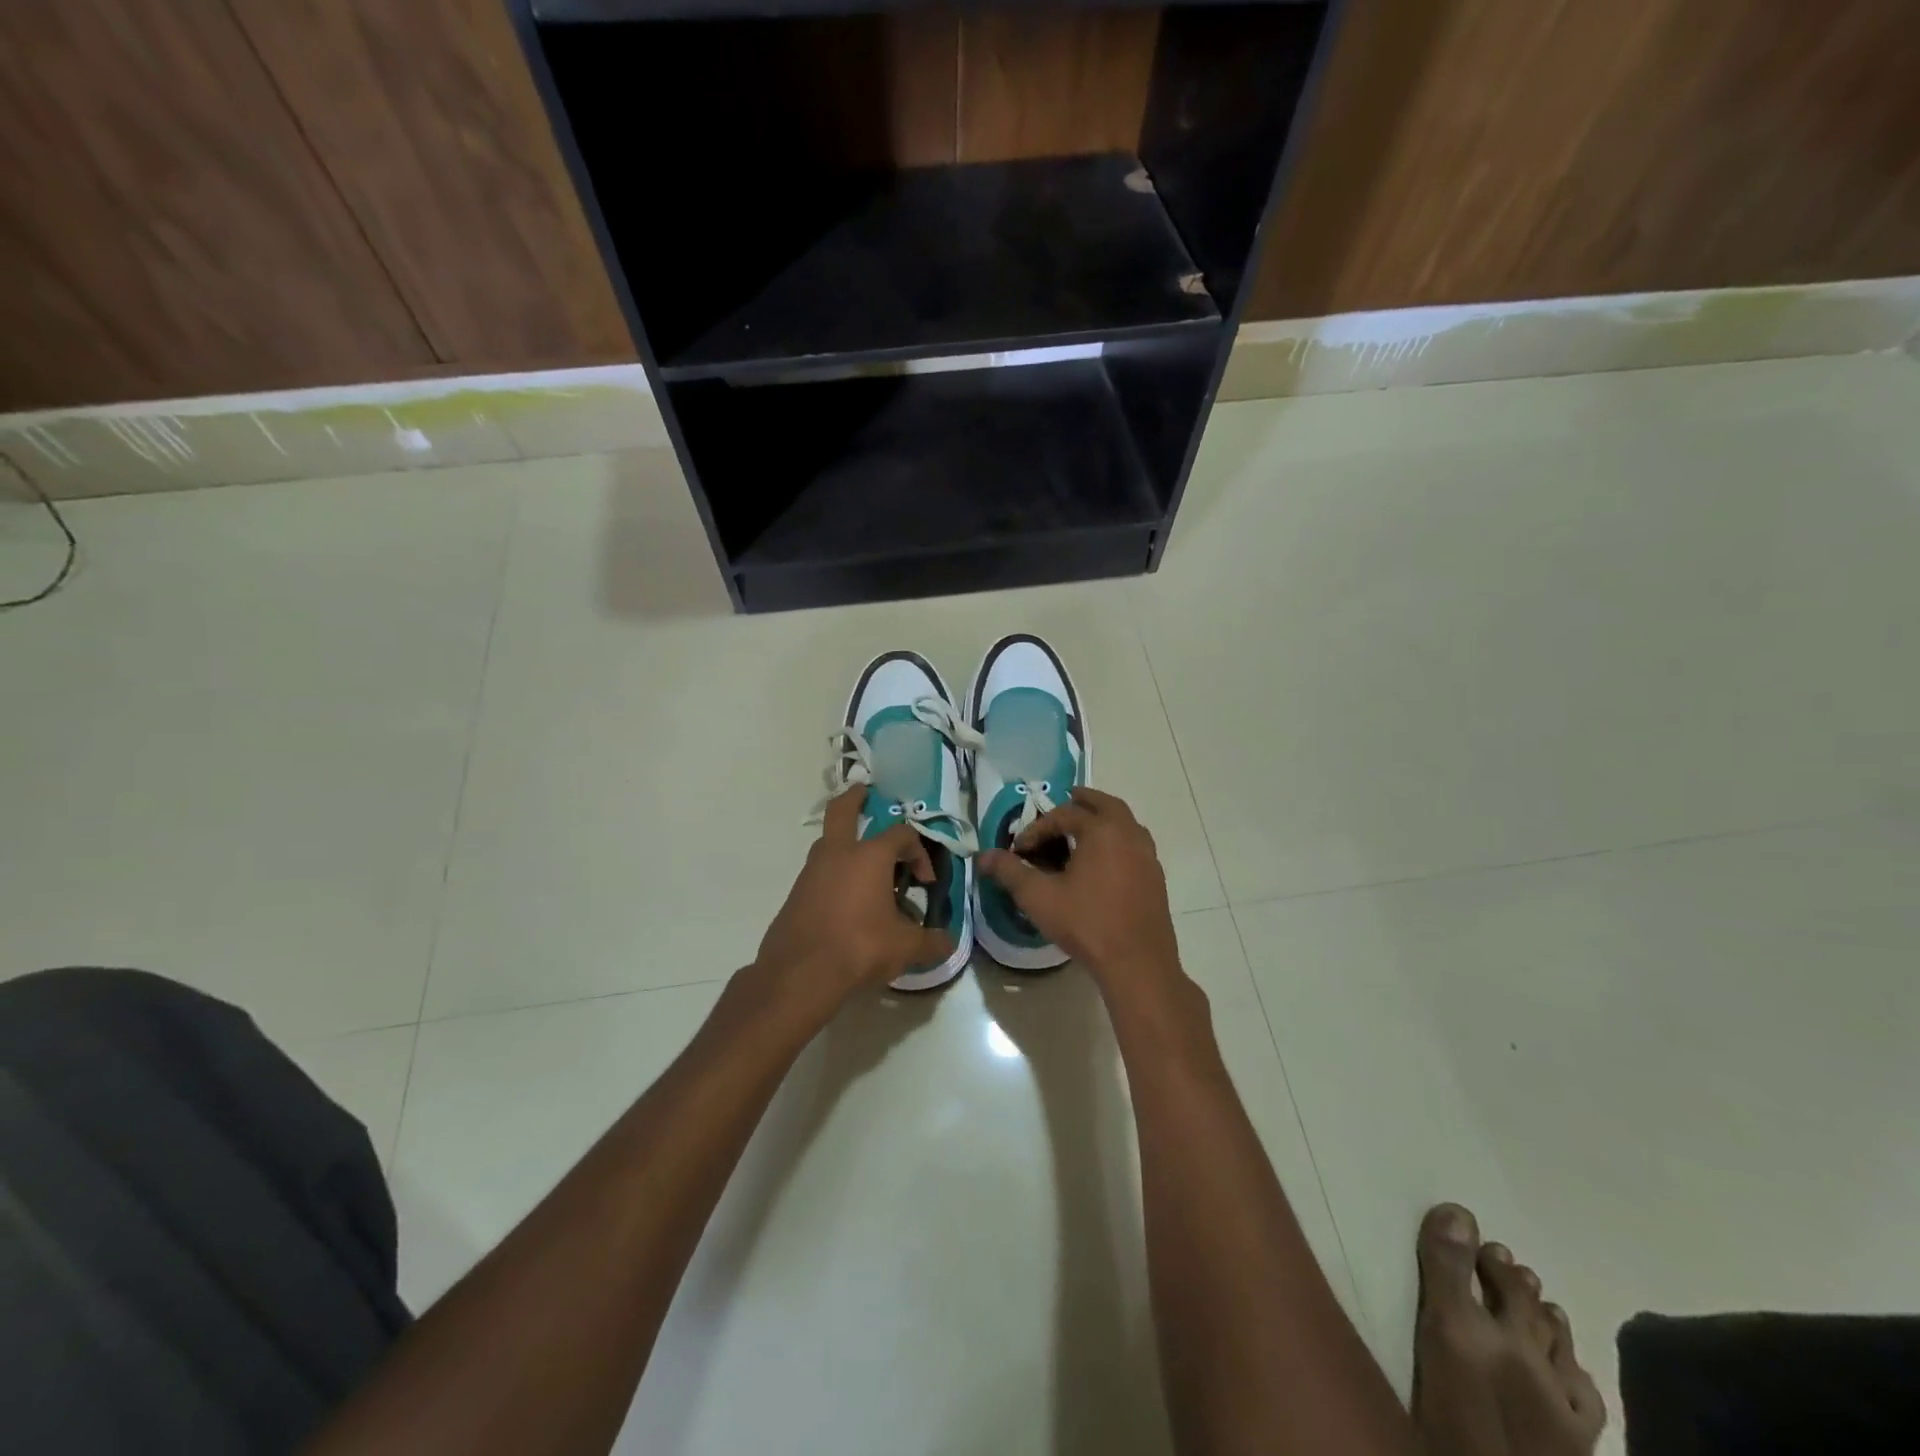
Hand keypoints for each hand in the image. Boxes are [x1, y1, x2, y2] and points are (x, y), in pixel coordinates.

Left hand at [755, 786, 955, 1006]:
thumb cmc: (858, 948)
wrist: (799, 974)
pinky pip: (820, 873)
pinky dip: (835, 875)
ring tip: (866, 868)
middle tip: (864, 793)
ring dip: (846, 845)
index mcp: (869, 856)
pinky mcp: (796, 894)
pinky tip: (848, 903)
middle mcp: (838, 854)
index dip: (919, 853)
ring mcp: (811, 872)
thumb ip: (930, 942)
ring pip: (829, 844)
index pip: (902, 835)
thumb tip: (948, 943)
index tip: (925, 882)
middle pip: (843, 811)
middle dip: (855, 798)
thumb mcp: (904, 948)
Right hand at [977, 787, 1180, 988]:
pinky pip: (1134, 844)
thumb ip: (1010, 872)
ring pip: (1124, 822)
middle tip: (1063, 803)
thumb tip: (983, 856)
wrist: (1138, 964)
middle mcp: (1129, 834)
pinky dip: (1117, 839)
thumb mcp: (1039, 897)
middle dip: (1080, 802)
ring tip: (1083, 829)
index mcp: (1102, 830)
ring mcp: (1147, 855)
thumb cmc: (1086, 924)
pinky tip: (1103, 862)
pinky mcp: (1155, 877)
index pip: (1063, 815)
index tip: (1019, 850)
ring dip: (1103, 818)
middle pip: (1104, 804)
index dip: (1037, 828)